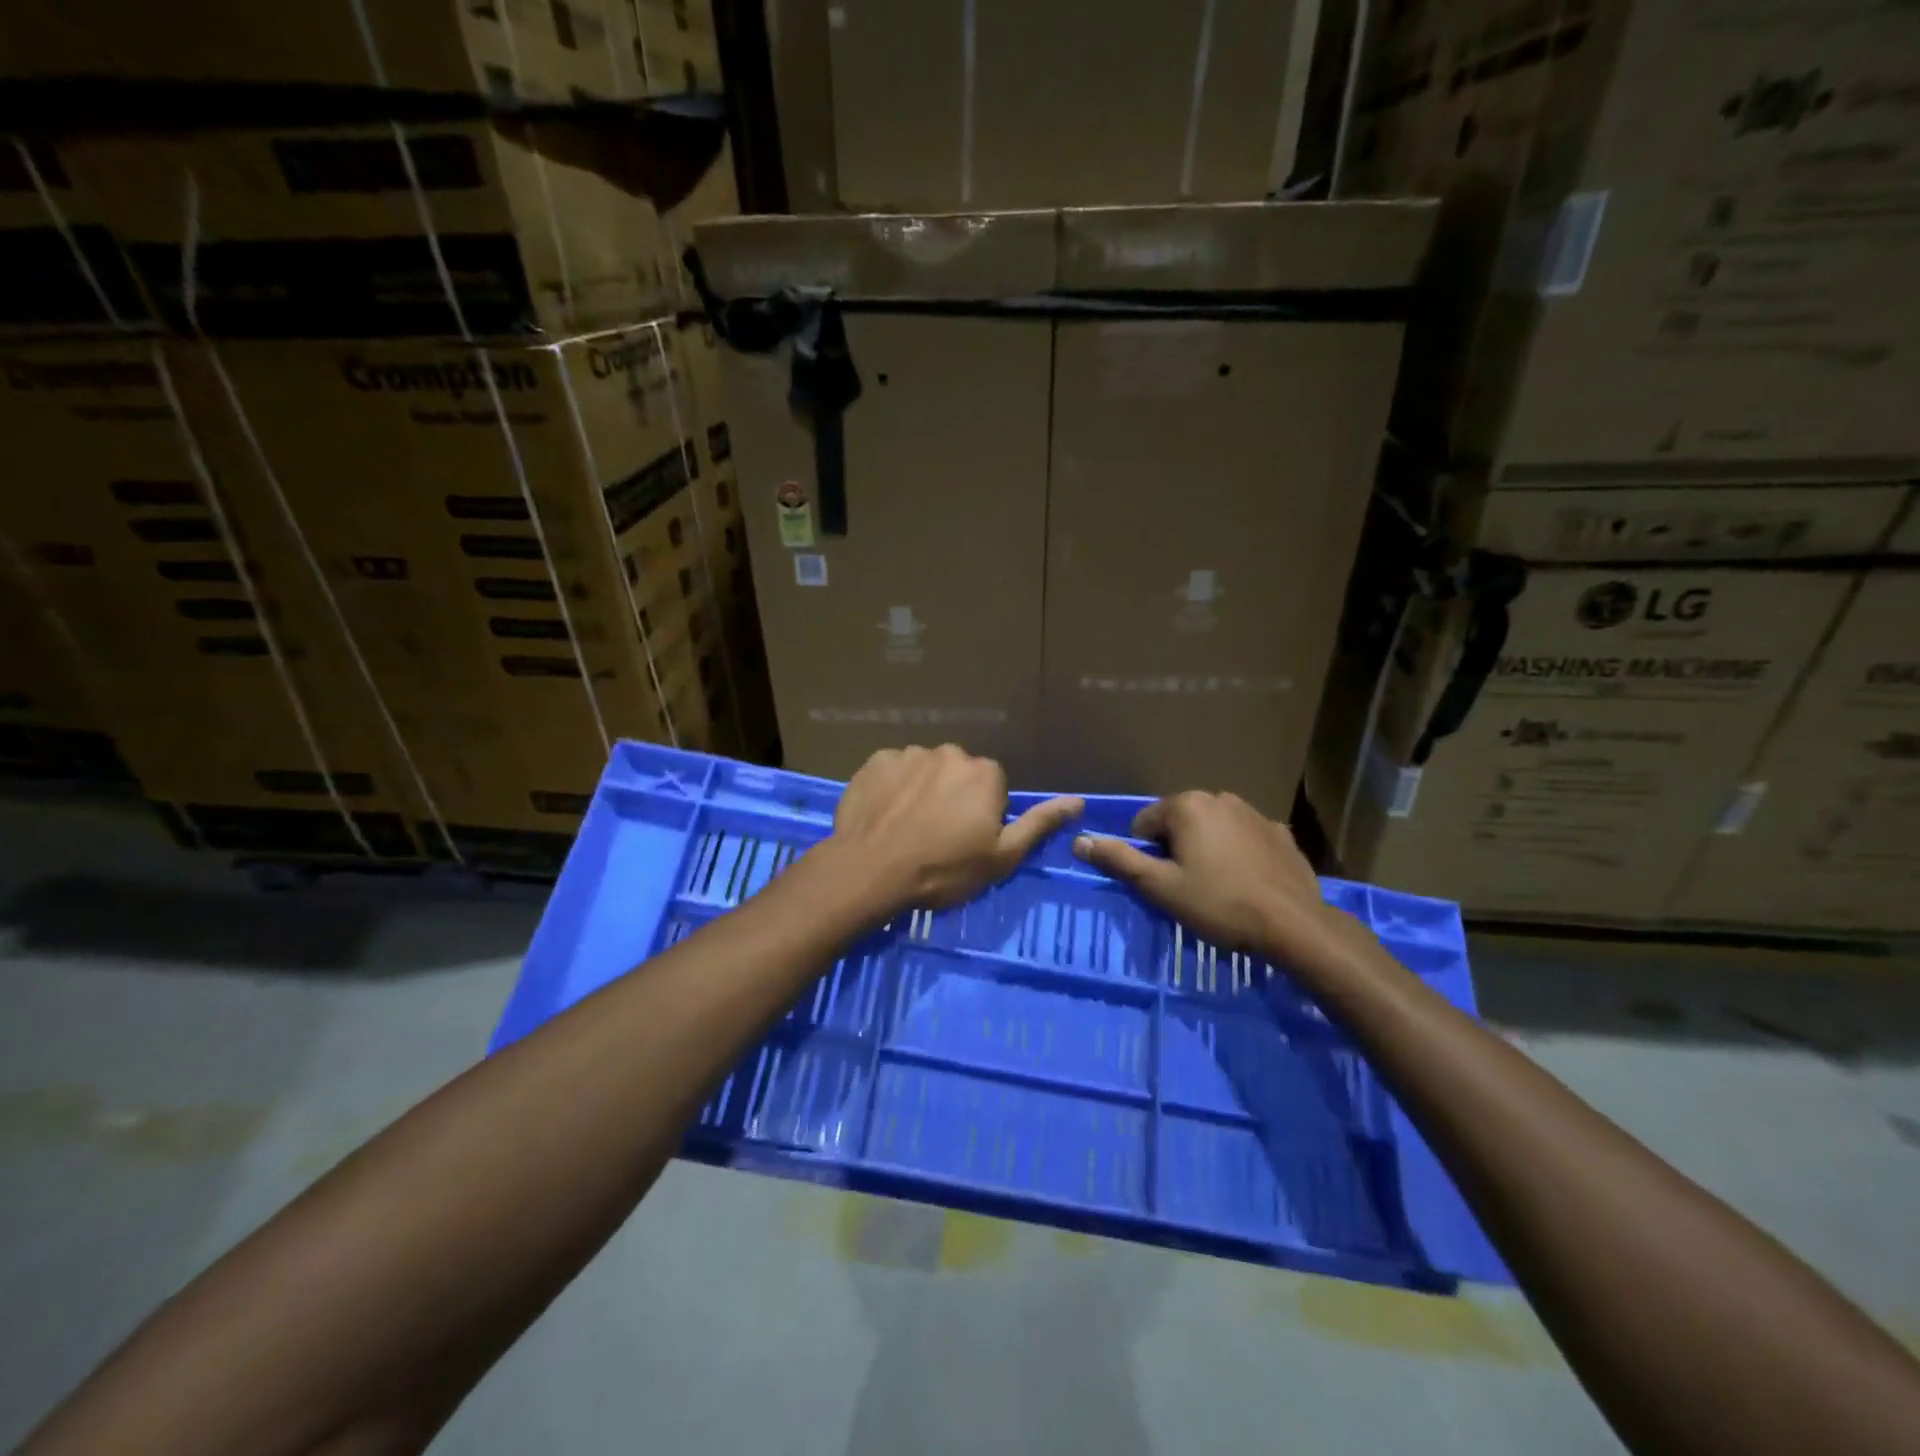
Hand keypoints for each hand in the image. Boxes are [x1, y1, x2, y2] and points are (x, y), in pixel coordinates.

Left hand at [831, 745, 1082, 913]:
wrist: (871, 870)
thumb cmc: (943, 869)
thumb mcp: (1001, 857)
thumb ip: (1039, 824)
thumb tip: (1078, 801)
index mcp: (985, 773)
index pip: (992, 787)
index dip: (982, 815)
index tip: (966, 841)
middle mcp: (950, 753)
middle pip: (958, 774)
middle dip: (952, 797)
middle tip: (936, 836)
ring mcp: (909, 753)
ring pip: (924, 771)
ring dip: (921, 791)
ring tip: (907, 827)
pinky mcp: (875, 761)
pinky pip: (892, 771)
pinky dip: (892, 788)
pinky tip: (884, 815)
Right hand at [1072, 792, 1372, 971]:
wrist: (1293, 925)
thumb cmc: (1218, 904)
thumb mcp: (1160, 887)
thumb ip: (1118, 860)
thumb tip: (1079, 840)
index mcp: (1186, 806)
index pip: (1144, 824)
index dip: (1146, 856)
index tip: (1163, 884)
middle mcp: (1219, 797)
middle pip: (1179, 822)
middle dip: (1176, 849)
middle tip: (1188, 887)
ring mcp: (1254, 812)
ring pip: (1212, 828)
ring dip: (1206, 849)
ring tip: (1218, 886)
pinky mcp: (1280, 832)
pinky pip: (1244, 837)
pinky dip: (1238, 853)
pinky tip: (1247, 882)